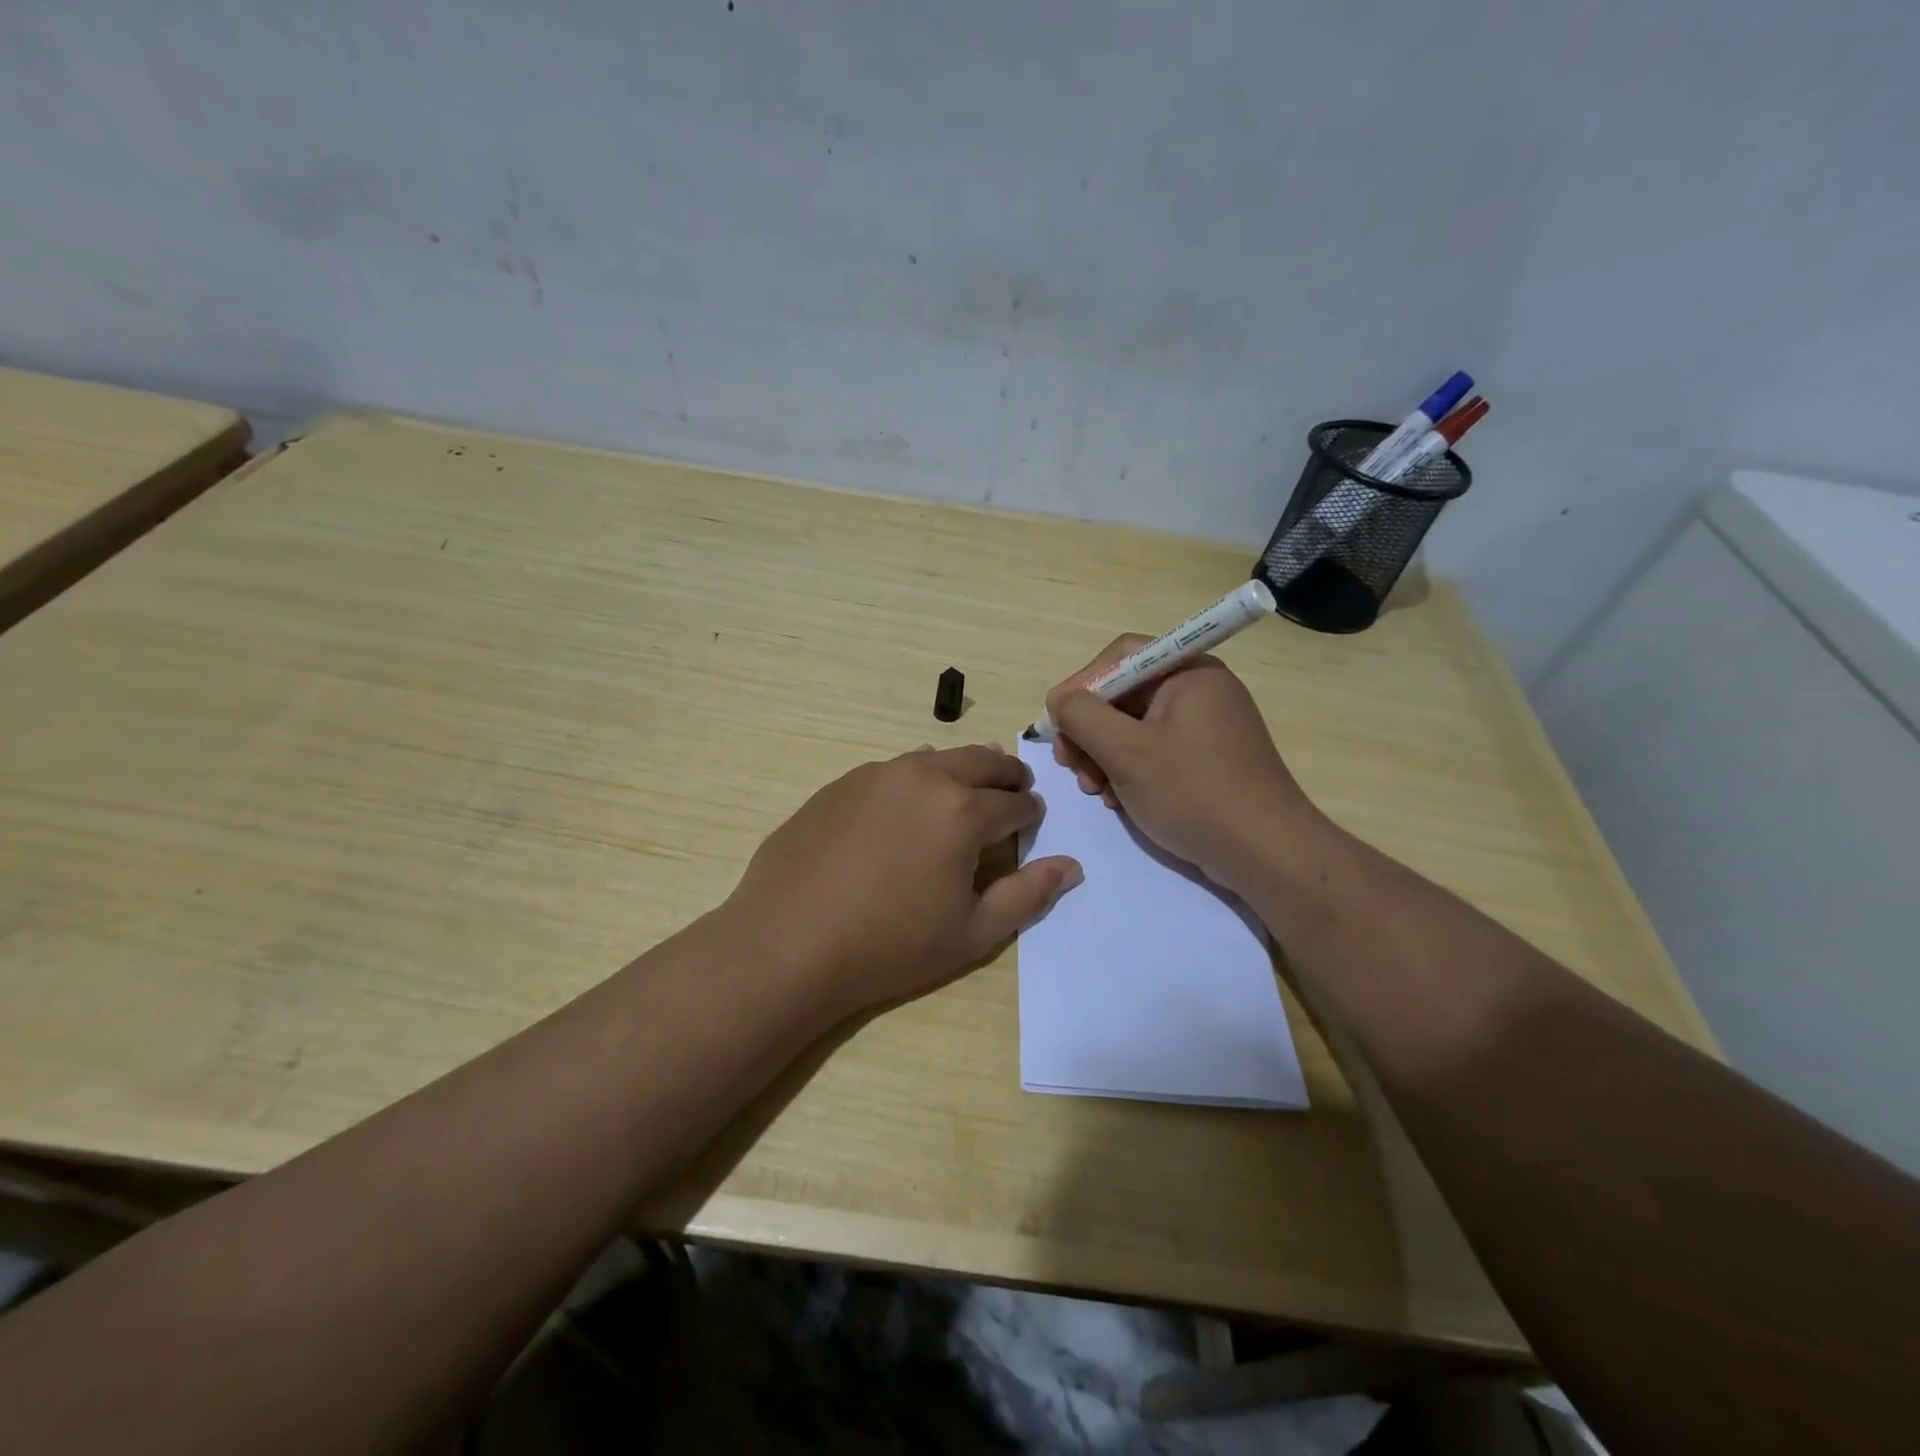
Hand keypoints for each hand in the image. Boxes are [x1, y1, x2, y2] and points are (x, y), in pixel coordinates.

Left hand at [724, 744, 1082, 1019]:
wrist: (788, 943)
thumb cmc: (890, 946)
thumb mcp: (972, 933)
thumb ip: (1027, 895)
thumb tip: (1071, 866)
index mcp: (963, 811)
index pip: (1015, 802)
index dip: (1030, 813)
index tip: (1032, 822)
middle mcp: (924, 777)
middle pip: (981, 760)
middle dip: (1005, 775)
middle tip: (1012, 791)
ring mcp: (877, 775)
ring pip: (935, 757)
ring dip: (960, 770)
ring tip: (962, 793)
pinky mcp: (841, 783)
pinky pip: (892, 770)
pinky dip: (914, 779)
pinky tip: (903, 807)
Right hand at [1045, 636, 1325, 892]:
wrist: (1266, 853)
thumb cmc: (1193, 792)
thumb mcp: (1126, 752)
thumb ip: (1082, 716)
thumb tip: (1058, 699)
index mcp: (1188, 672)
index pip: (1120, 657)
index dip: (1081, 686)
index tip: (1056, 725)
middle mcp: (1199, 690)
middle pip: (1125, 694)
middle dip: (1090, 729)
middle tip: (1069, 764)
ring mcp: (1206, 726)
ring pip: (1135, 727)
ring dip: (1104, 755)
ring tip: (1094, 789)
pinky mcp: (1208, 759)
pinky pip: (1155, 751)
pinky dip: (1130, 770)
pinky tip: (1118, 800)